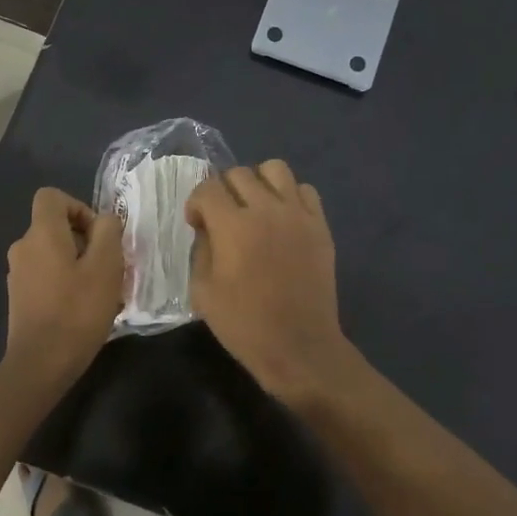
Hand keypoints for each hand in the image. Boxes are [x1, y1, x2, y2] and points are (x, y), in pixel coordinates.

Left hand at [3, 188, 124, 386]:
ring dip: (78, 264)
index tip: (98, 235)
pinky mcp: (19, 297)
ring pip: (53, 253)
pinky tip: (83, 309)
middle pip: (55, 226)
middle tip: (108, 268)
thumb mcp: (106, 266)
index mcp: (41, 234)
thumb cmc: (77, 311)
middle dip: (85, 241)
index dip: (79, 207)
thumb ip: (108, 232)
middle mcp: (23, 247)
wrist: (41, 364)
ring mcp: (18, 274)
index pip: (52, 196)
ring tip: (100, 292)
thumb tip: (104, 220)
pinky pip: (46, 276)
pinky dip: (65, 282)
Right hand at [185, 160, 361, 404]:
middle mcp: (267, 209)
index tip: (197, 224)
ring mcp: (298, 215)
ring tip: (255, 208)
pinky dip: (290, 196)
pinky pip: (305, 190)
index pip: (207, 188)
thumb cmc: (245, 325)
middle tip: (223, 217)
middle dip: (223, 190)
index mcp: (233, 226)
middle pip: (239, 173)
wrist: (299, 346)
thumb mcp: (203, 292)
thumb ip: (201, 250)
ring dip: (258, 182)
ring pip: (275, 169)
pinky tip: (283, 219)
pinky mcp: (320, 225)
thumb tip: (207, 228)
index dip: (196, 203)